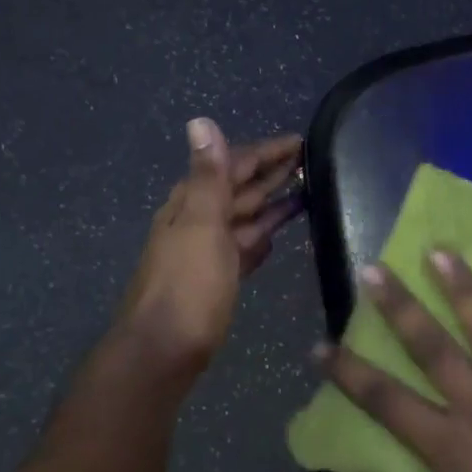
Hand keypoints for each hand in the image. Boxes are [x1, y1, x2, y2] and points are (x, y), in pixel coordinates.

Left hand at [119, 120, 302, 373]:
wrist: (163, 351)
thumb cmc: (187, 288)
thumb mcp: (201, 226)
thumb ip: (208, 177)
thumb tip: (200, 121)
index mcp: (192, 204)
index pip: (233, 166)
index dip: (265, 152)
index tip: (300, 141)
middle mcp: (197, 223)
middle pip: (239, 190)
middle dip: (270, 174)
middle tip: (309, 162)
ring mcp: (206, 253)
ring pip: (243, 219)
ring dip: (270, 204)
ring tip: (304, 193)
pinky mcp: (216, 281)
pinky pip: (242, 249)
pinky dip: (258, 239)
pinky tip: (274, 238)